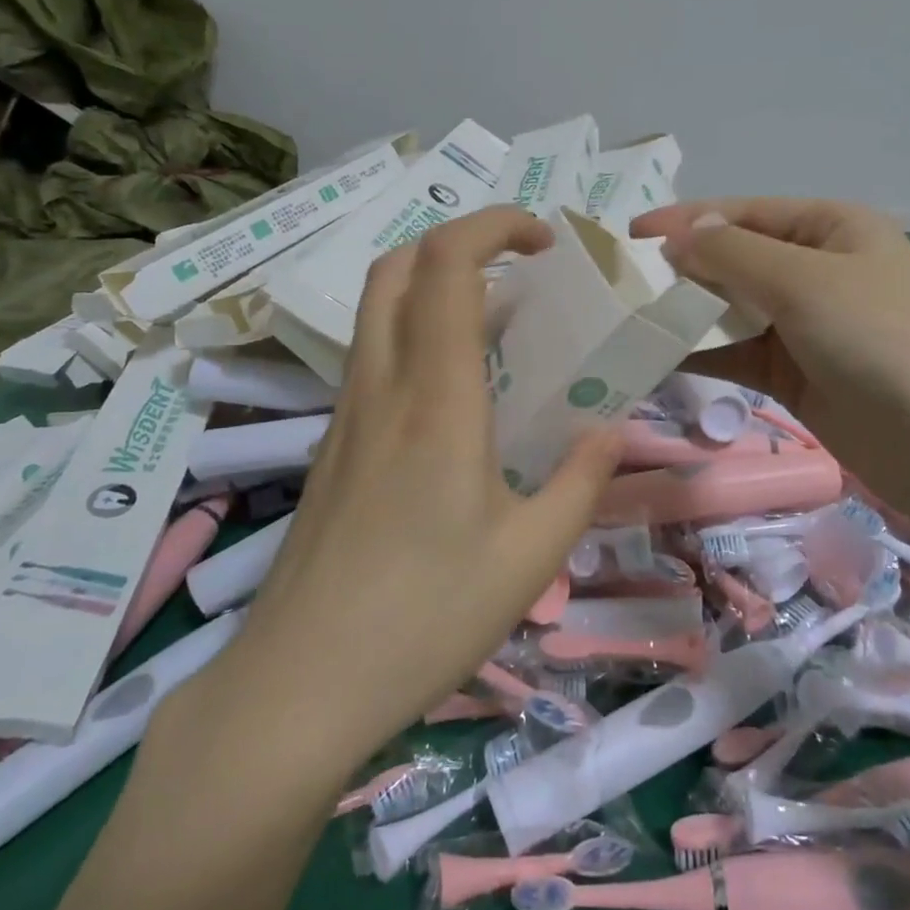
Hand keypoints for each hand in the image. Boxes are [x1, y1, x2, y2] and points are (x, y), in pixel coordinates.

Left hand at [213, 207, 620, 765]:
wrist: (298, 686)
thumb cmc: (424, 619)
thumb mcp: (530, 557)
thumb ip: (580, 481)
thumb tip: (612, 431)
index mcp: (436, 398)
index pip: (449, 263)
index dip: (496, 224)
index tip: (546, 241)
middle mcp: (382, 385)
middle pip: (398, 265)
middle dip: (460, 240)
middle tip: (519, 269)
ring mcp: (347, 412)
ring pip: (378, 306)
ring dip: (434, 284)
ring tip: (498, 324)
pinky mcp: (333, 442)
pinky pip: (374, 354)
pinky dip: (416, 332)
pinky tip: (457, 393)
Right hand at [632, 198, 909, 524]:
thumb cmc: (882, 341)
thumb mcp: (805, 282)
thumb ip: (733, 254)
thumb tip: (681, 234)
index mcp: (832, 228)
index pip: (745, 213)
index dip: (687, 220)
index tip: (629, 236)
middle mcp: (818, 271)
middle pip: (735, 260)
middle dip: (682, 269)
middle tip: (620, 284)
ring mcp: (807, 327)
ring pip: (732, 309)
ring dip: (686, 314)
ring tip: (627, 320)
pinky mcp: (796, 376)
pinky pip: (738, 354)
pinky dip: (701, 354)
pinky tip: (656, 357)